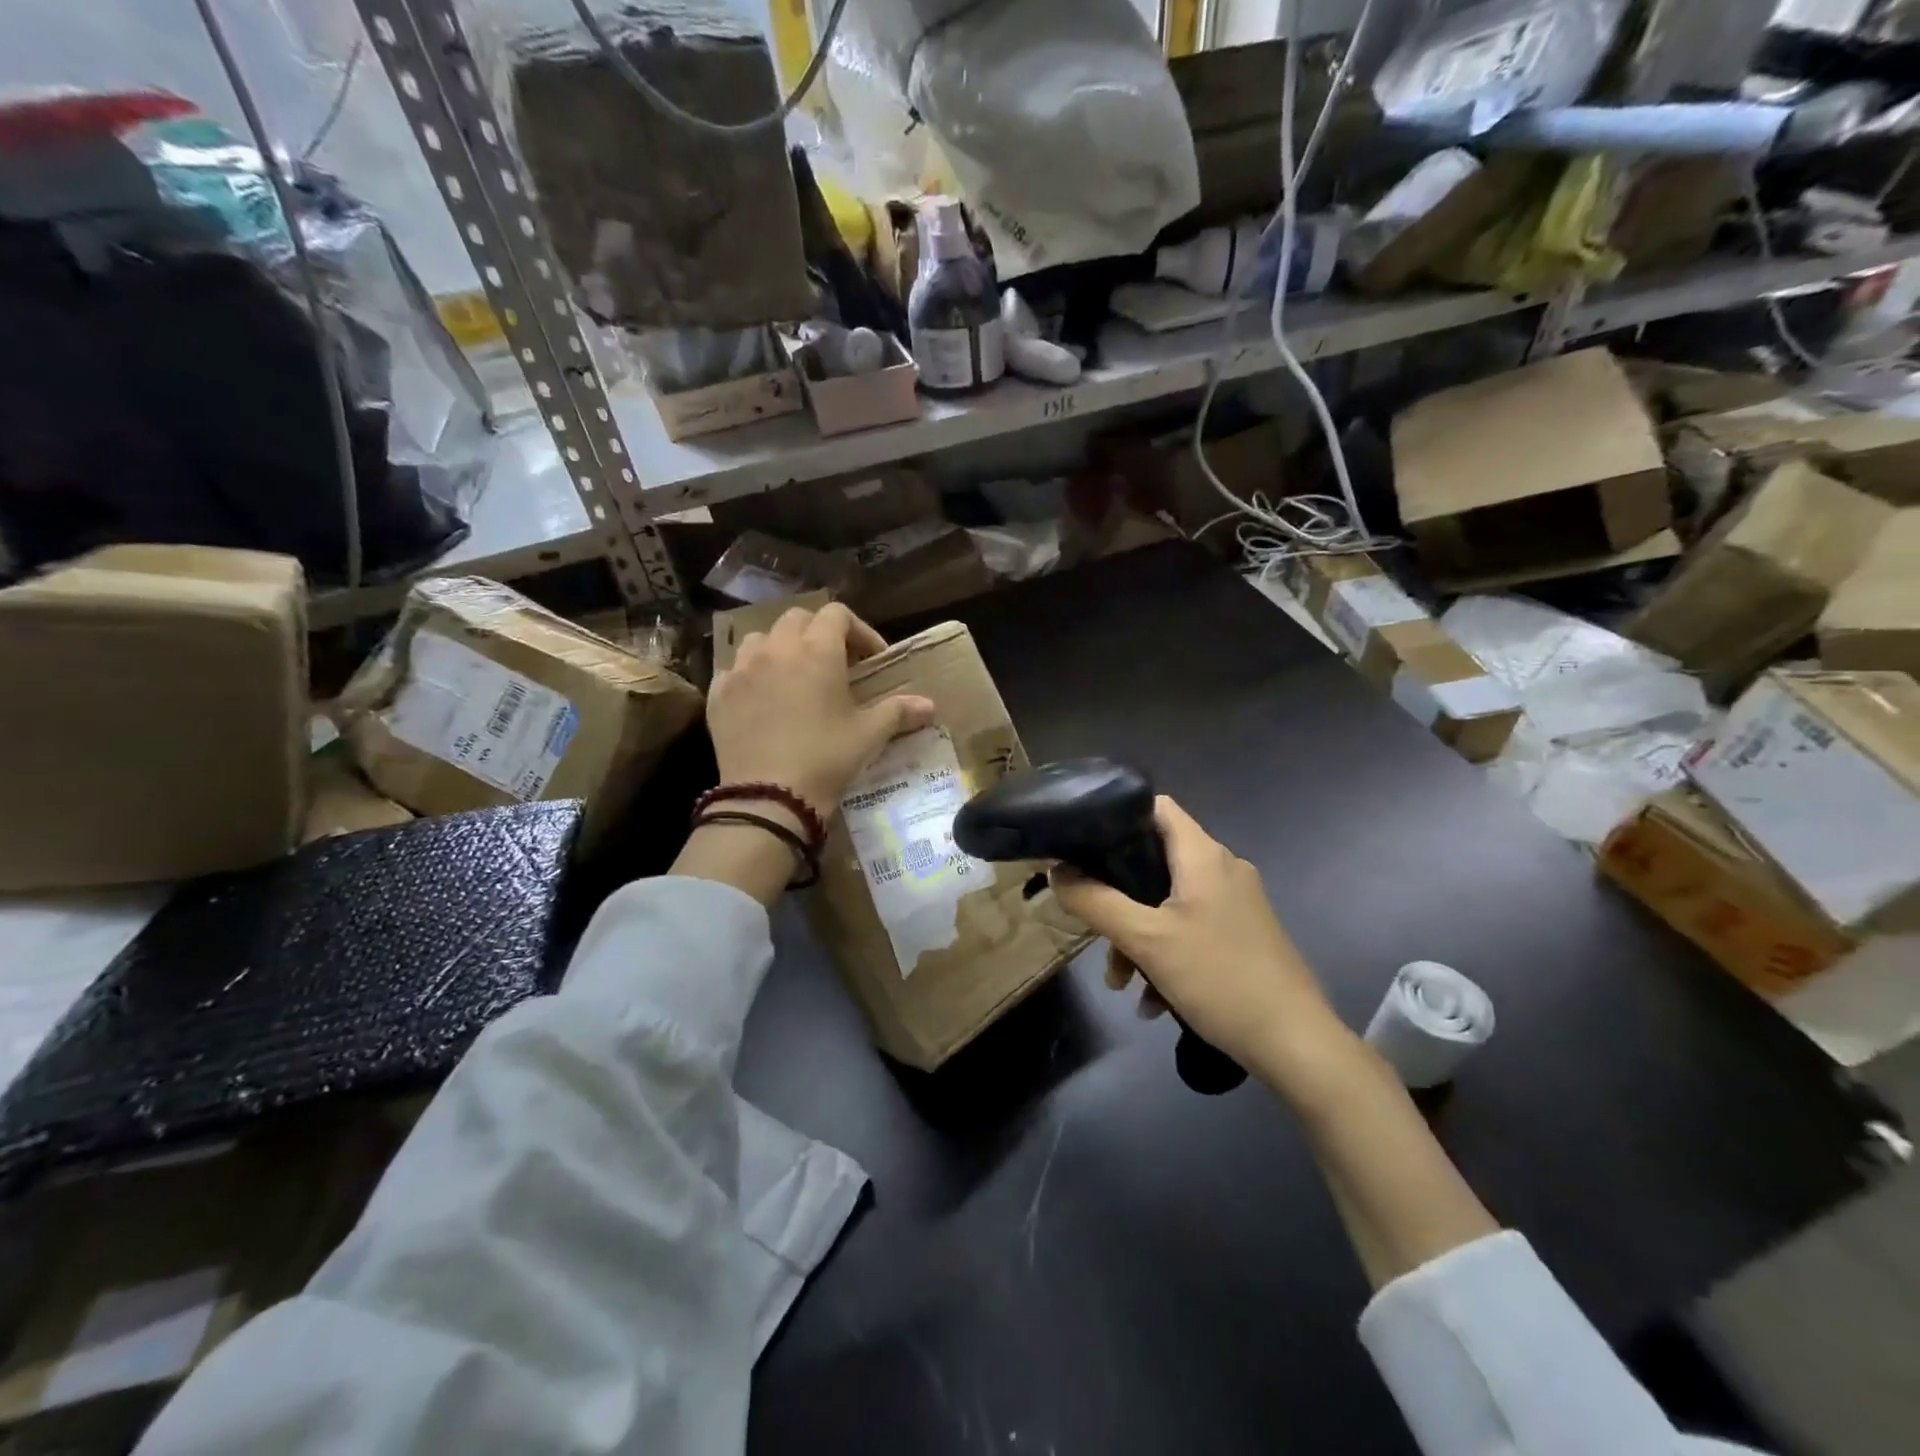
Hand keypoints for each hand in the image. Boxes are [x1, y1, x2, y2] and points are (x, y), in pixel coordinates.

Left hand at [708, 602, 935, 814]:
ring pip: (761, 639)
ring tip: (794, 676)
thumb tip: (929, 705)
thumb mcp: (869, 736)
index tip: (871, 658)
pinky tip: (761, 700)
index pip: (837, 614)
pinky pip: (734, 669)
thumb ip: (898, 712)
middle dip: (819, 634)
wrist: (769, 797)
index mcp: (817, 651)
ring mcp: (742, 669)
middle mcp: (776, 649)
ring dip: (781, 648)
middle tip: (835, 664)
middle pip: (798, 619)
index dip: (858, 631)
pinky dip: (751, 675)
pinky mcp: (718, 694)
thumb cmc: (826, 759)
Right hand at [1048, 797, 1338, 1072]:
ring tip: (1122, 982)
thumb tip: (1057, 872)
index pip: (1155, 807)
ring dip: (1139, 935)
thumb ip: (1096, 902)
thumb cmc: (1219, 978)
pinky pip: (1192, 928)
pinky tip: (1154, 1001)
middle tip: (1095, 929)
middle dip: (1119, 896)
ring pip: (1169, 902)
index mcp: (1203, 855)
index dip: (1116, 817)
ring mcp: (1237, 903)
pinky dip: (1167, 953)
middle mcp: (1223, 868)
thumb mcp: (1146, 940)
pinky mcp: (1244, 935)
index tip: (1082, 845)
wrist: (1297, 1045)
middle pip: (1155, 860)